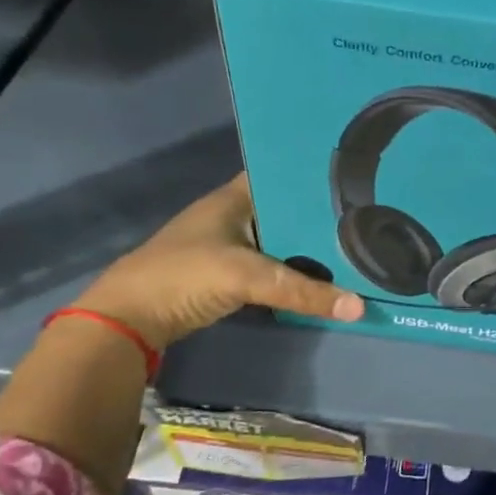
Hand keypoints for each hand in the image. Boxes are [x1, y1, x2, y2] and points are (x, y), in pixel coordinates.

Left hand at [75, 173, 362, 349]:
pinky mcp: (226, 276)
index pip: (279, 174)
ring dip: (307, 248)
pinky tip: (321, 278)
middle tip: (367, 218)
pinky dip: (292, 272)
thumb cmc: (185, 276)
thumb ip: (302, 291)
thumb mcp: (247, 277)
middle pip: (284, 211)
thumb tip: (358, 306)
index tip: (352, 178)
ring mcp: (228, 246)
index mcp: (233, 198)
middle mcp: (232, 216)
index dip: (310, 175)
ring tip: (355, 246)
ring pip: (279, 241)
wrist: (128, 319)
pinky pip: (270, 268)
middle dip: (318, 217)